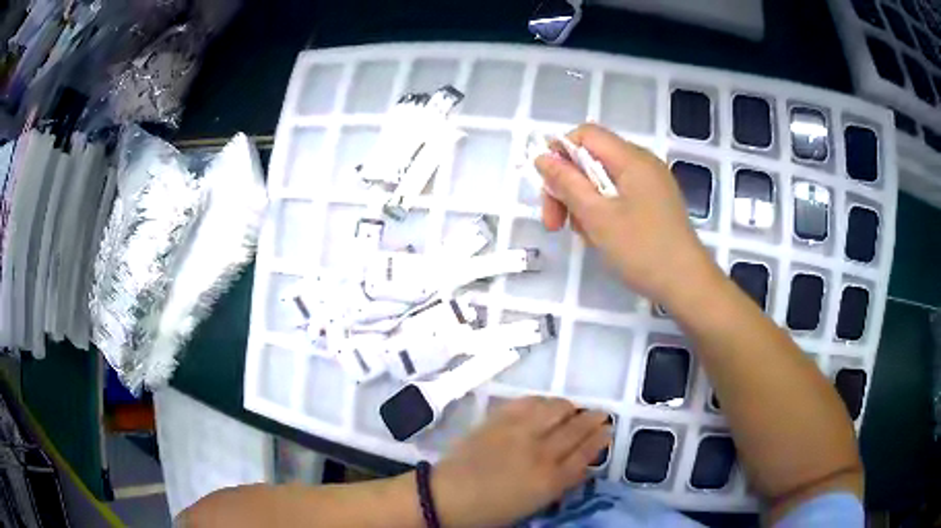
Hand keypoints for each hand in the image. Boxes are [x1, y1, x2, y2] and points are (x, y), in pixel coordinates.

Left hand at [430, 397, 610, 527]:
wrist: (446, 496)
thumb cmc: (490, 510)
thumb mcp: (533, 505)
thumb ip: (561, 483)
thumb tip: (582, 466)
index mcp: (550, 480)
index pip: (586, 453)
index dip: (600, 439)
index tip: (608, 429)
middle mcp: (540, 452)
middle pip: (576, 428)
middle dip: (592, 418)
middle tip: (600, 414)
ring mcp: (519, 432)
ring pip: (556, 409)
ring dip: (569, 407)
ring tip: (572, 409)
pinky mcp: (498, 420)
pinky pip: (528, 402)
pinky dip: (542, 400)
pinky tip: (545, 404)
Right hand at [536, 123, 715, 305]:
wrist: (687, 285)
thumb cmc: (642, 250)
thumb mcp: (597, 217)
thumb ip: (567, 183)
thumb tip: (543, 158)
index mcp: (632, 158)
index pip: (585, 135)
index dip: (560, 154)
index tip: (550, 189)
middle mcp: (643, 164)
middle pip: (593, 159)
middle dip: (568, 186)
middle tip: (555, 224)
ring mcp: (652, 184)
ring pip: (604, 181)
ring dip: (584, 203)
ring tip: (585, 236)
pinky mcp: (655, 204)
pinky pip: (620, 196)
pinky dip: (604, 211)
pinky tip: (602, 237)